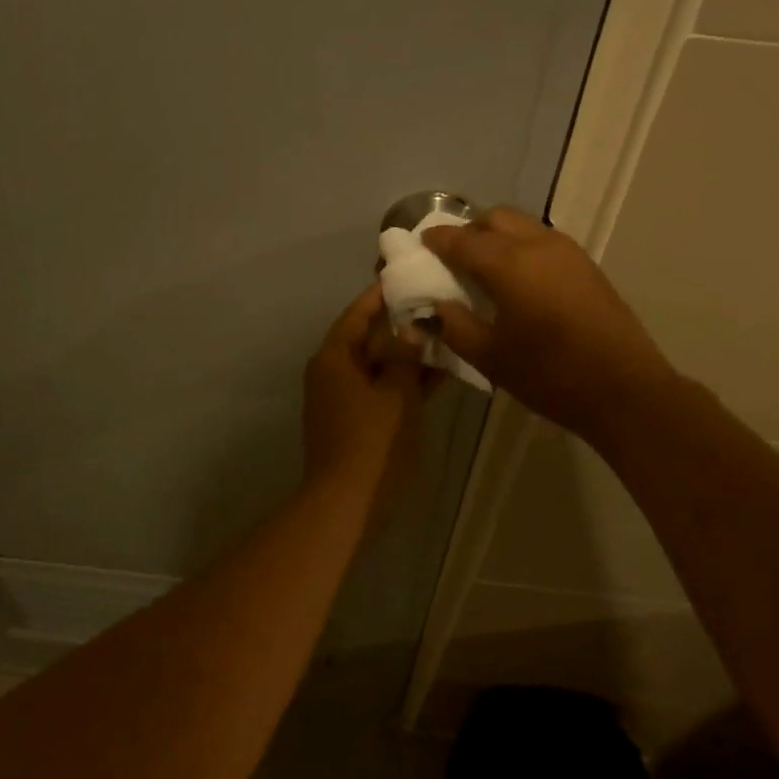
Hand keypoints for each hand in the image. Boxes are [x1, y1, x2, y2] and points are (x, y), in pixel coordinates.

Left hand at [301, 283, 432, 514]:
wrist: (346, 503)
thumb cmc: (372, 441)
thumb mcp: (396, 392)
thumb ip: (405, 356)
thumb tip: (411, 329)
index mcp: (334, 358)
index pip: (356, 314)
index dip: (379, 295)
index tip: (404, 275)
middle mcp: (332, 373)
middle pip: (367, 339)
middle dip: (401, 325)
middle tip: (436, 304)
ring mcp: (342, 400)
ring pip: (379, 367)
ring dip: (408, 356)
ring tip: (445, 335)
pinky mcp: (354, 423)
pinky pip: (381, 391)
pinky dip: (404, 383)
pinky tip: (438, 375)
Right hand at [422, 206, 675, 442]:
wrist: (623, 389)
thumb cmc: (550, 375)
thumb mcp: (490, 357)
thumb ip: (455, 326)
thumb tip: (435, 307)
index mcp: (509, 263)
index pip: (462, 240)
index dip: (438, 241)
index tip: (421, 245)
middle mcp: (538, 244)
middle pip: (495, 218)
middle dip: (469, 230)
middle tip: (453, 258)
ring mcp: (568, 252)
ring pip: (523, 225)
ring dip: (498, 236)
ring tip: (484, 268)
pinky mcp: (586, 266)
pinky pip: (543, 241)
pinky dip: (521, 247)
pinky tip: (517, 280)